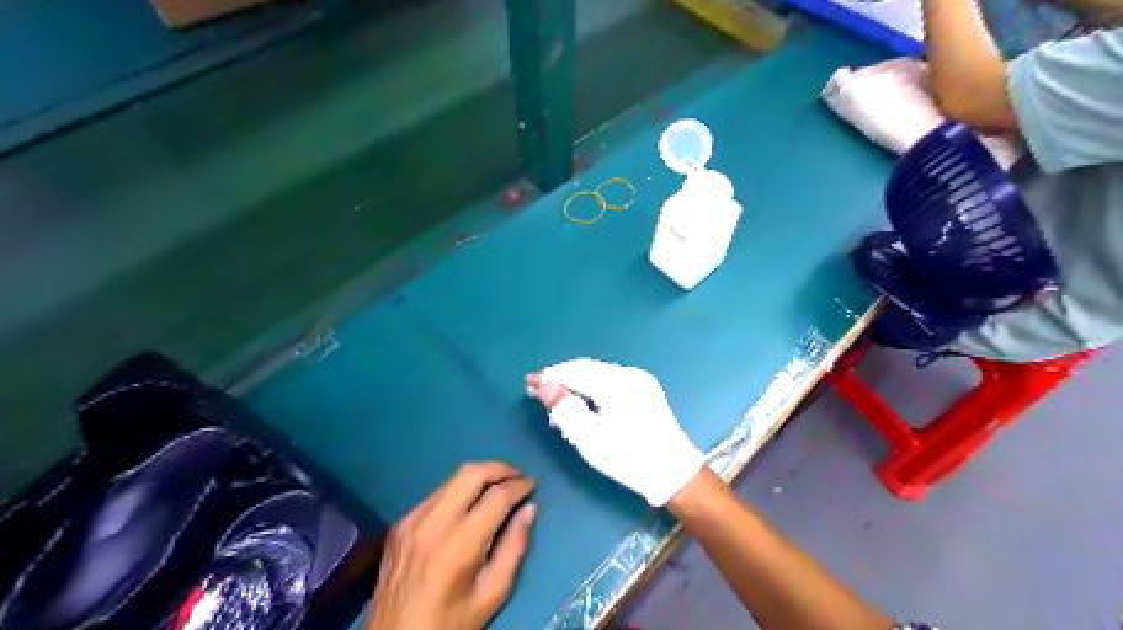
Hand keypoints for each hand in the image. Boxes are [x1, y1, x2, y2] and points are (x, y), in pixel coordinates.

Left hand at [362, 461, 530, 629]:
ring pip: (451, 479)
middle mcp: (433, 523)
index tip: (532, 485)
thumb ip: (514, 549)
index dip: (519, 486)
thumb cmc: (449, 623)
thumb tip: (529, 510)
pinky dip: (457, 492)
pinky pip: (435, 495)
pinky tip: (468, 505)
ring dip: (479, 477)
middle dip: (499, 468)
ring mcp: (412, 520)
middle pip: (471, 473)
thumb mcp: (491, 595)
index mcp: (459, 545)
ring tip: (498, 485)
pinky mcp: (400, 524)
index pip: (496, 497)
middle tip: (517, 476)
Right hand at [525, 360, 698, 505]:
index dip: (550, 376)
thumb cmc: (629, 458)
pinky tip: (583, 404)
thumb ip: (565, 409)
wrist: (674, 473)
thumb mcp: (590, 439)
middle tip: (538, 391)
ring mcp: (640, 380)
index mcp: (617, 383)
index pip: (575, 372)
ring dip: (576, 384)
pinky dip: (592, 388)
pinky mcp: (646, 390)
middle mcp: (629, 373)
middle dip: (562, 378)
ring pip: (598, 374)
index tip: (528, 382)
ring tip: (557, 403)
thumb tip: (544, 386)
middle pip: (587, 369)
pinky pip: (610, 381)